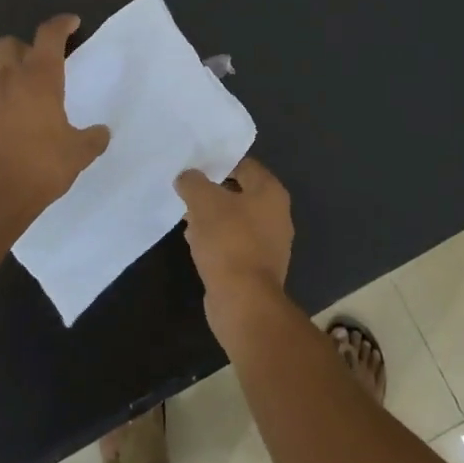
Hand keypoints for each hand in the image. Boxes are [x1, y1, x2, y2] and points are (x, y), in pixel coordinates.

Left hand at [0, 15, 110, 229]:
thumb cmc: (41, 167)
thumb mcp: (79, 154)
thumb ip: (92, 138)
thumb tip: (102, 132)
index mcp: (40, 79)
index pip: (49, 35)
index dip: (61, 25)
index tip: (70, 24)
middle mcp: (6, 80)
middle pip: (7, 44)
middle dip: (21, 49)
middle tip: (34, 66)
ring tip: (8, 91)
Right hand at [175, 158, 293, 317]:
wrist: (243, 299)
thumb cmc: (228, 241)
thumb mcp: (204, 202)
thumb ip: (193, 182)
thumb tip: (187, 176)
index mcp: (271, 192)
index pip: (244, 165)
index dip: (218, 163)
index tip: (194, 167)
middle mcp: (277, 214)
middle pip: (240, 193)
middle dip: (212, 193)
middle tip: (186, 194)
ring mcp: (270, 243)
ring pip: (236, 220)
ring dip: (212, 218)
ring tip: (186, 219)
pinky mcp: (258, 266)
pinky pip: (235, 243)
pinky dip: (217, 240)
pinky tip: (195, 244)